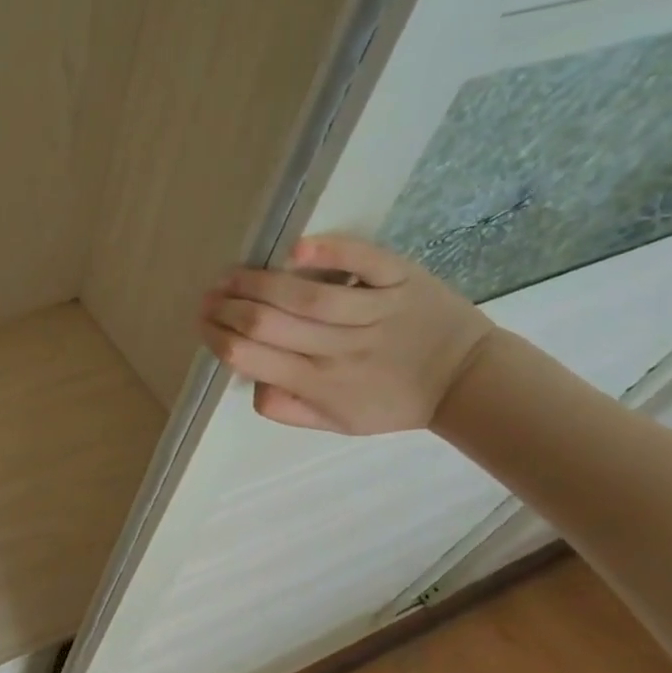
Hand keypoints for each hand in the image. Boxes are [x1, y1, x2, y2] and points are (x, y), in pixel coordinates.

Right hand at [199, 234, 494, 433]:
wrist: (466, 380)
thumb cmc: (392, 402)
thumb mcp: (336, 423)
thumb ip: (287, 407)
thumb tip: (250, 381)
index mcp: (318, 384)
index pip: (249, 357)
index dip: (218, 337)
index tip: (204, 323)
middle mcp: (339, 349)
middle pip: (266, 323)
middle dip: (227, 307)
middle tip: (209, 297)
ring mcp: (373, 312)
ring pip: (304, 295)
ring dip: (257, 281)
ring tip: (231, 275)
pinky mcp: (400, 281)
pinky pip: (362, 263)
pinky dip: (329, 252)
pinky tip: (295, 248)